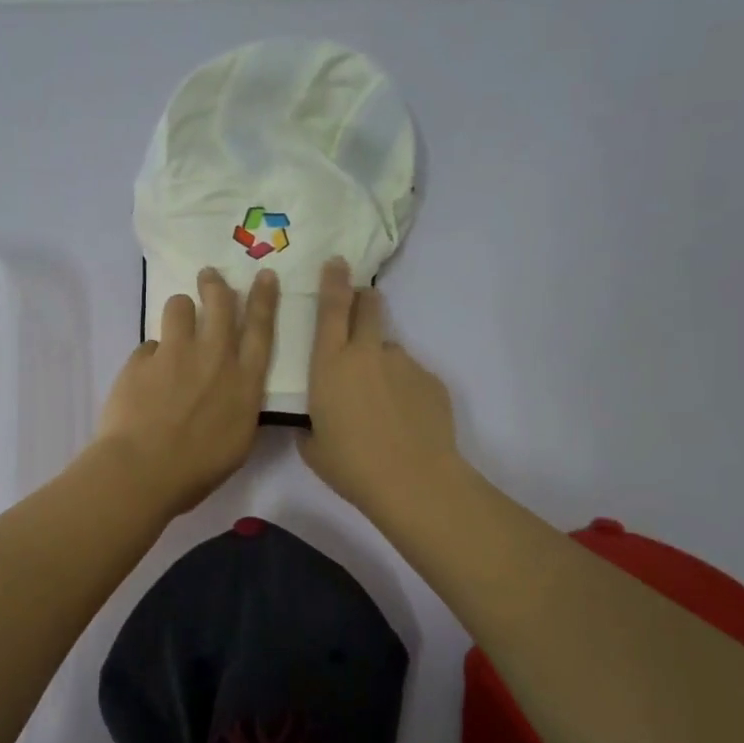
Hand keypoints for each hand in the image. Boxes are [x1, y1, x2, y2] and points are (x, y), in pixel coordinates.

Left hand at [94, 267, 278, 515]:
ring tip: (175, 322)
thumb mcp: (238, 442)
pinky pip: (148, 345)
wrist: (143, 471)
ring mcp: (175, 354)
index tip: (264, 275)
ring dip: (180, 310)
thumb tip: (233, 391)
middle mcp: (214, 358)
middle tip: (209, 277)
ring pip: (179, 307)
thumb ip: (239, 406)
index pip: (261, 328)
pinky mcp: (141, 360)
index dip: (264, 299)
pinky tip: (144, 378)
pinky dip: (150, 357)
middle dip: (216, 285)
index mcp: (244, 381)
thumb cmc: (198, 470)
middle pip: (220, 304)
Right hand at [300, 258, 461, 522]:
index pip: (331, 308)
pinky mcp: (431, 381)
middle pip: (369, 309)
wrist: (412, 480)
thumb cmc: (351, 465)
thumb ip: (311, 425)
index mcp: (330, 364)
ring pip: (390, 351)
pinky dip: (404, 390)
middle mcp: (367, 354)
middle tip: (363, 303)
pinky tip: (404, 420)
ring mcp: (404, 364)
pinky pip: (411, 377)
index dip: (334, 281)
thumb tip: (317, 422)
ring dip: (383, 364)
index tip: (337, 262)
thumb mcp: (313, 446)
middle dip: (365, 300)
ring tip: (383, 403)